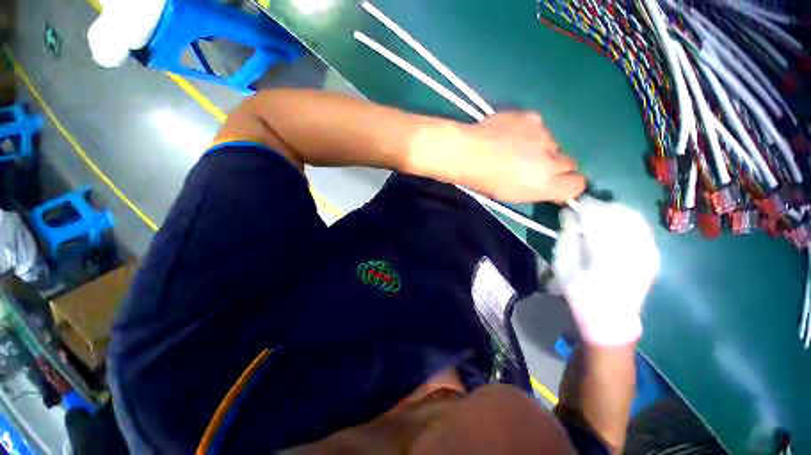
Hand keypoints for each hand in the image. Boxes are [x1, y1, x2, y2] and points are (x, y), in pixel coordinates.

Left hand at [456, 112, 585, 202]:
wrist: (466, 152)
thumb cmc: (484, 181)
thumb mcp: (512, 195)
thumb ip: (538, 190)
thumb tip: (552, 185)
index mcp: (544, 184)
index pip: (577, 185)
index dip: (567, 185)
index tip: (555, 185)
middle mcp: (551, 159)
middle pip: (569, 163)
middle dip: (555, 166)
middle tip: (532, 166)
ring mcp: (544, 135)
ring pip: (553, 143)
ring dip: (542, 148)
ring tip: (515, 148)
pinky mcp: (533, 117)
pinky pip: (539, 128)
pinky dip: (530, 133)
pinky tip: (511, 134)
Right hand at [552, 197, 658, 345]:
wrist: (610, 317)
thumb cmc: (580, 291)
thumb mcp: (563, 263)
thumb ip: (566, 235)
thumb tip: (568, 212)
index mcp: (606, 251)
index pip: (599, 216)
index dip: (586, 205)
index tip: (574, 202)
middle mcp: (633, 248)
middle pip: (618, 212)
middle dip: (599, 206)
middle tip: (583, 210)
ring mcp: (647, 250)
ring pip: (632, 216)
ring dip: (613, 211)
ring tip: (597, 216)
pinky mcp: (653, 254)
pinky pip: (641, 227)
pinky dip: (626, 220)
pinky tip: (614, 224)